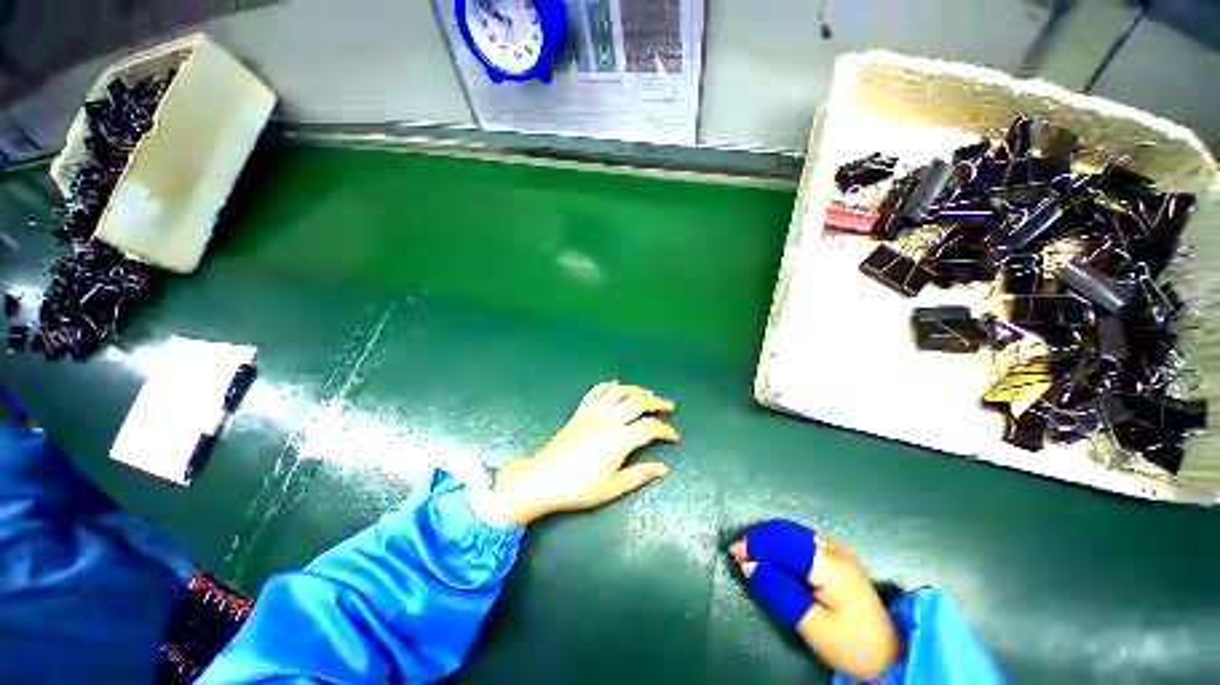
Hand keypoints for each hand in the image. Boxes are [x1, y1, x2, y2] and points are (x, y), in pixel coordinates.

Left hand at [492, 381, 679, 525]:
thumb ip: (640, 475)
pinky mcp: (580, 411)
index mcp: (619, 439)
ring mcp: (593, 412)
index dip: (666, 430)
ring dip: (636, 389)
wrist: (543, 478)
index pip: (650, 428)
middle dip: (656, 402)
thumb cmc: (579, 487)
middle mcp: (609, 419)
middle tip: (668, 406)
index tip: (675, 436)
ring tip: (647, 393)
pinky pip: (596, 391)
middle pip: (638, 401)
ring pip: (619, 391)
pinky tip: (616, 385)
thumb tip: (663, 468)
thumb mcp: (613, 487)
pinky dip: (609, 385)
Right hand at [730, 520, 900, 680]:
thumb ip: (778, 590)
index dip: (756, 544)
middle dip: (760, 539)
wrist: (890, 656)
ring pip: (795, 533)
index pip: (784, 542)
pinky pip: (803, 541)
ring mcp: (840, 551)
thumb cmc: (850, 644)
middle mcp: (835, 549)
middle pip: (788, 532)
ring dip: (770, 539)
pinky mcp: (841, 558)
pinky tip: (774, 554)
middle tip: (738, 553)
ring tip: (751, 552)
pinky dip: (783, 544)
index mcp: (830, 564)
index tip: (733, 553)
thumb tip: (748, 565)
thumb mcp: (810, 624)